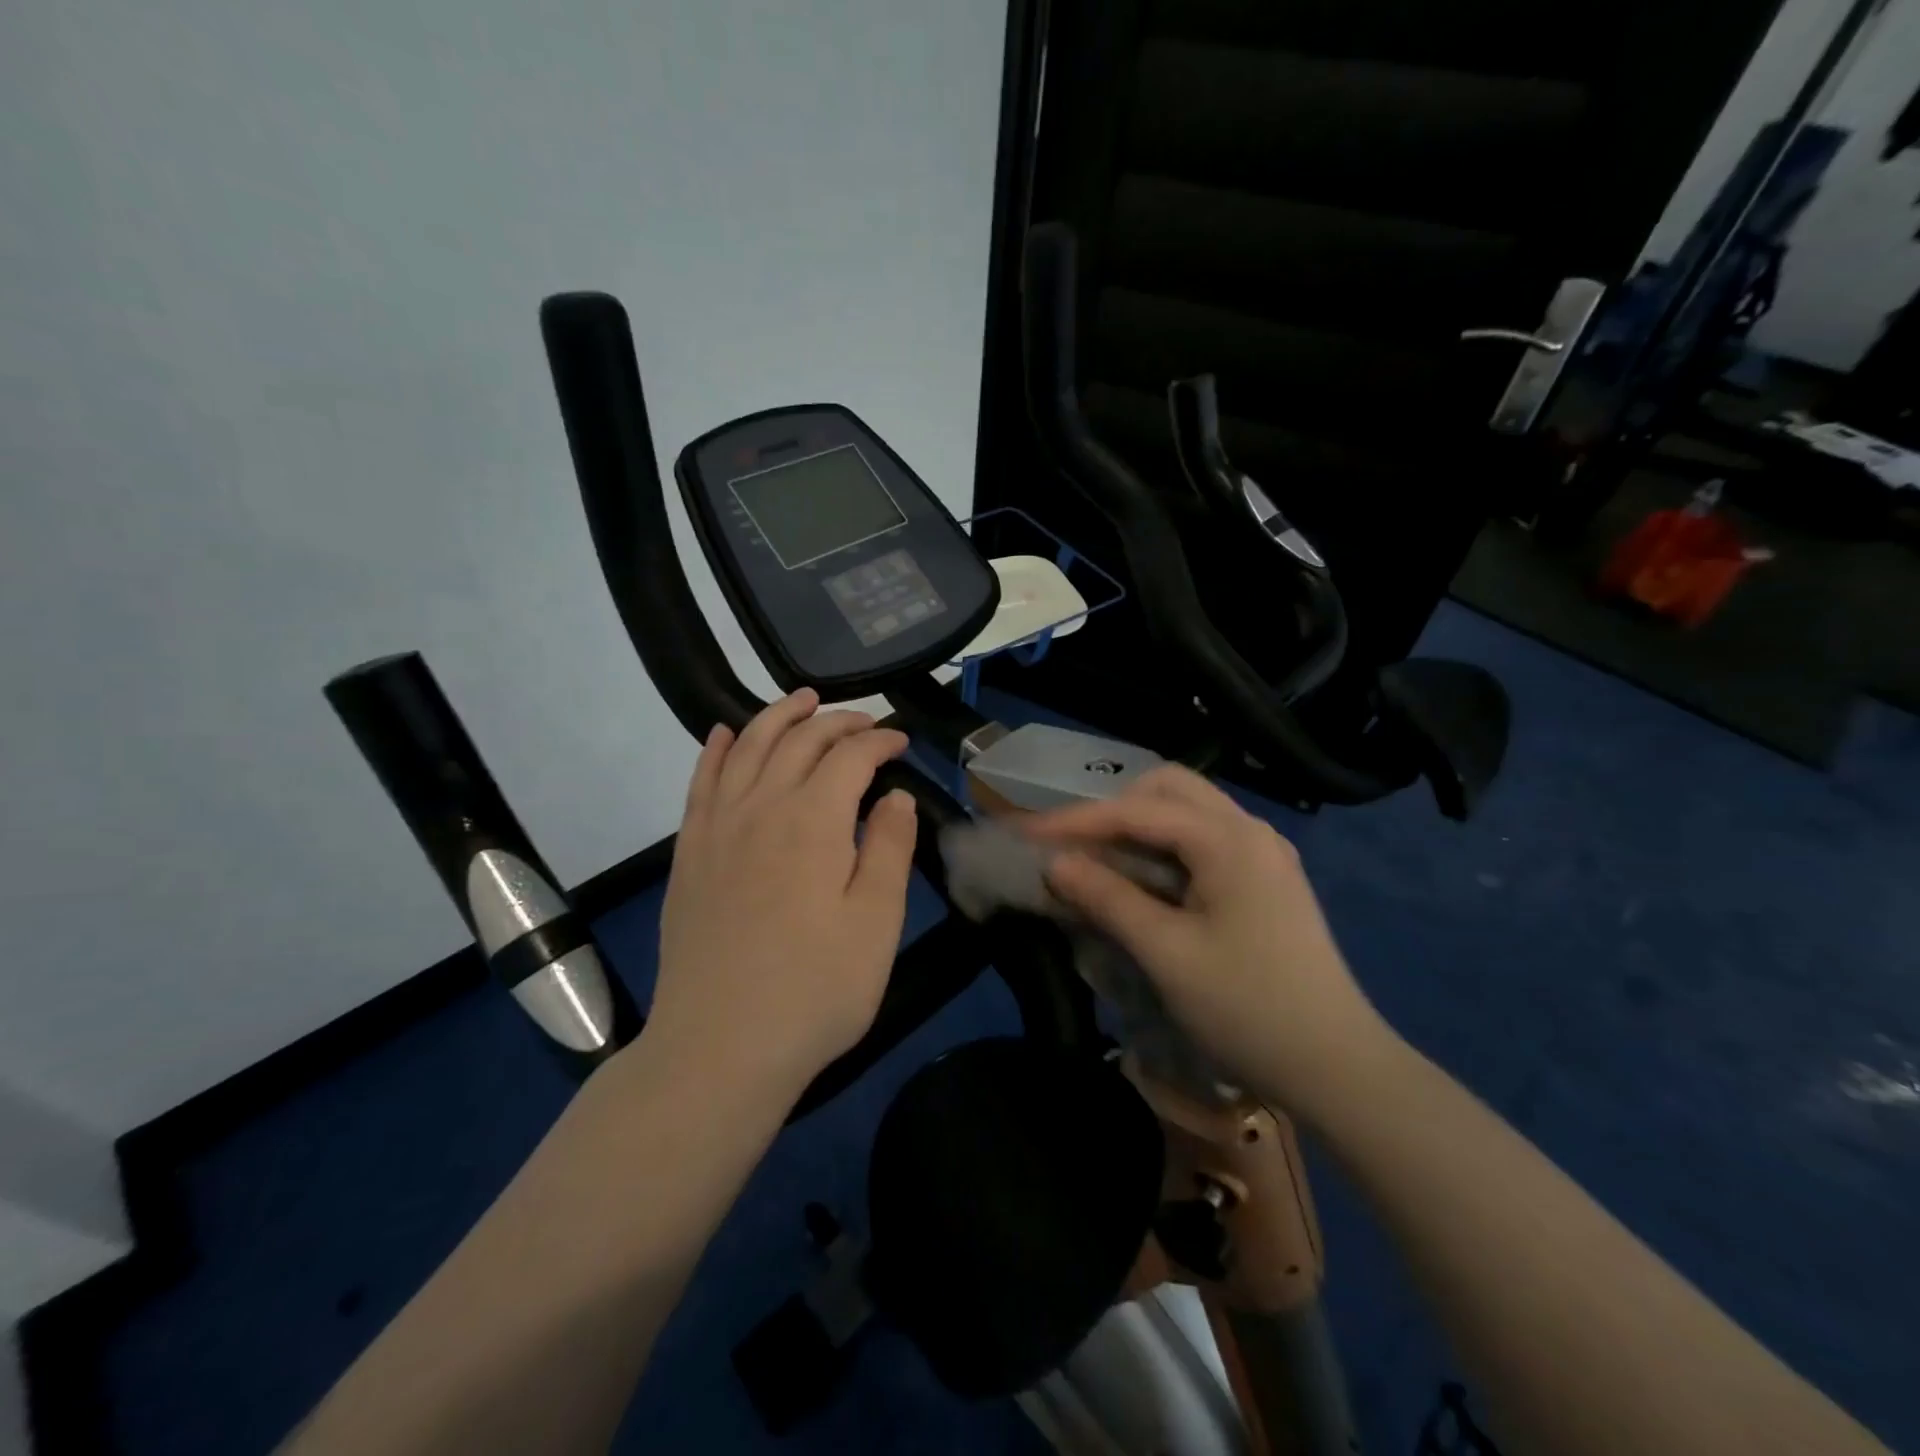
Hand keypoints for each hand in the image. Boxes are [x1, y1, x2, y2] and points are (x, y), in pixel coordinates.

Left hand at [644, 689, 917, 1106]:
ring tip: (802, 700)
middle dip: (836, 721)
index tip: (902, 742)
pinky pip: (701, 783)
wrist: (720, 1047)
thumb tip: (894, 796)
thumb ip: (889, 849)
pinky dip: (716, 750)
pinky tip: (724, 735)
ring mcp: (717, 828)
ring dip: (777, 717)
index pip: (850, 756)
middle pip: (799, 741)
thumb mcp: (876, 922)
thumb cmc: (815, 989)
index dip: (879, 740)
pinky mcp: (690, 854)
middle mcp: (762, 807)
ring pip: (747, 748)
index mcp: (814, 821)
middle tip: (865, 721)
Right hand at [1027, 765, 1392, 1119]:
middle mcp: (1250, 830)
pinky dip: (1165, 847)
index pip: (1137, 810)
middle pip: (1169, 789)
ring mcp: (1264, 853)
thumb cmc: (1248, 1008)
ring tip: (1099, 859)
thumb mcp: (1166, 953)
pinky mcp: (1268, 879)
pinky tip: (1145, 878)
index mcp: (1229, 839)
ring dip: (1139, 825)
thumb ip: (1108, 898)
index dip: (1076, 820)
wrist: (1339, 1067)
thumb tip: (1055, 864)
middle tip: (1072, 844)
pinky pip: (1205, 840)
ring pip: (1189, 811)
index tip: (1027, 833)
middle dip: (1113, 808)